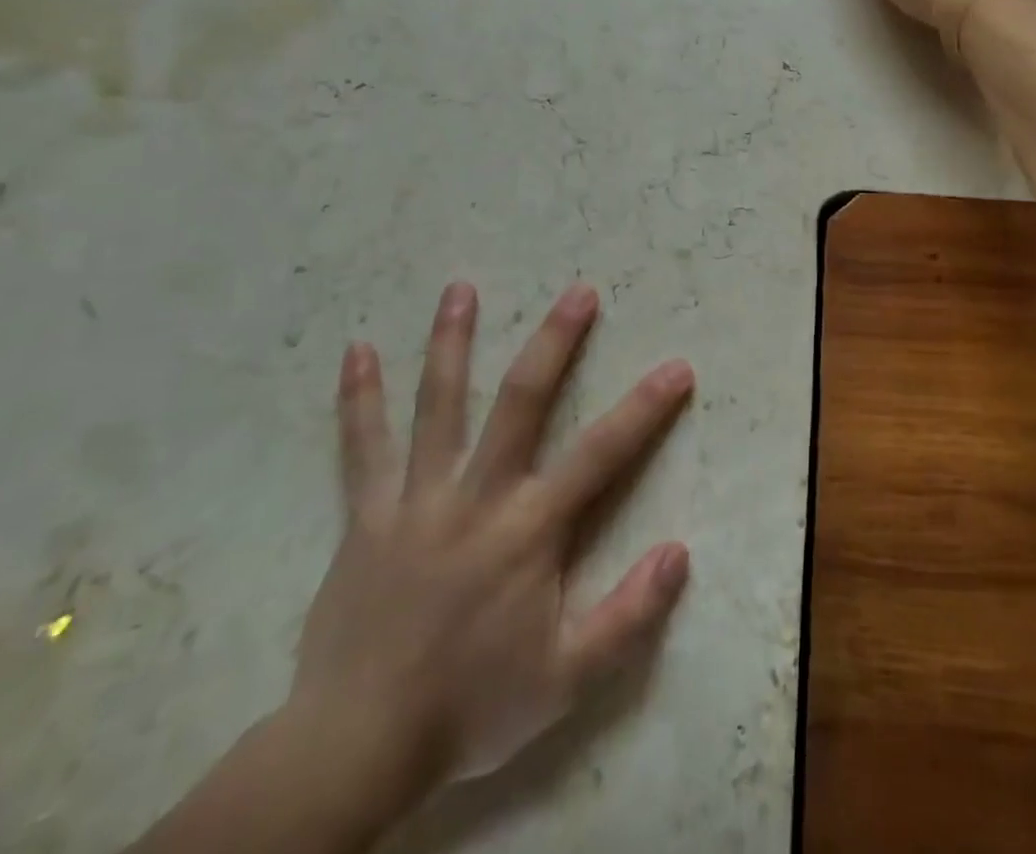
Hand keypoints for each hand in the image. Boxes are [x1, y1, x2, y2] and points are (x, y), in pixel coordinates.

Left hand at [286, 281, 694, 818]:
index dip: (644, 408)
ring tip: (459, 288)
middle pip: (521, 402)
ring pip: (438, 405)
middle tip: (579, 292)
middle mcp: (478, 496)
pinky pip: (363, 448)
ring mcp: (419, 498)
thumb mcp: (565, 680)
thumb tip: (680, 553)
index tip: (676, 366)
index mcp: (529, 529)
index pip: (602, 454)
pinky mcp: (369, 514)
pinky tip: (355, 352)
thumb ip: (628, 617)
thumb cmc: (470, 708)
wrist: (357, 748)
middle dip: (555, 343)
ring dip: (451, 342)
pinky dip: (359, 399)